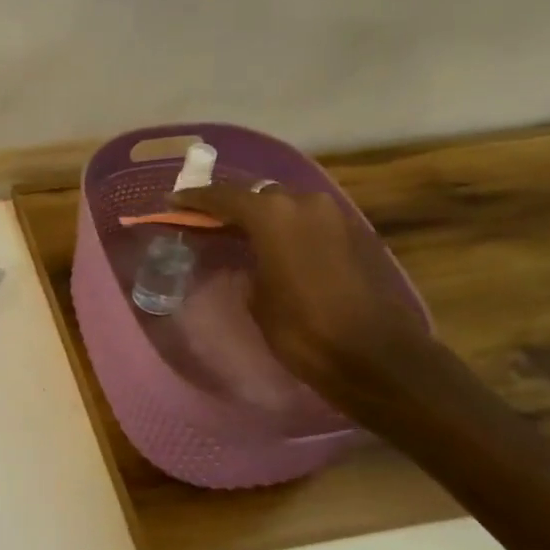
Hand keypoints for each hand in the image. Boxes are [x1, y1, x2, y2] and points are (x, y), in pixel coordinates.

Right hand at [172, 183, 437, 411]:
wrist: (375, 355)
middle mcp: (306, 204)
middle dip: (233, 204)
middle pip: (260, 194)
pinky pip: (310, 220)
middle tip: (208, 218)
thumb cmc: (302, 330)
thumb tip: (247, 256)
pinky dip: (288, 227)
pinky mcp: (355, 235)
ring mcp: (336, 216)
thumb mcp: (257, 298)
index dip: (196, 198)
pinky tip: (275, 245)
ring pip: (288, 205)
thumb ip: (246, 263)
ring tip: (240, 231)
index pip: (225, 197)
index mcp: (274, 215)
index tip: (174, 200)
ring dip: (264, 215)